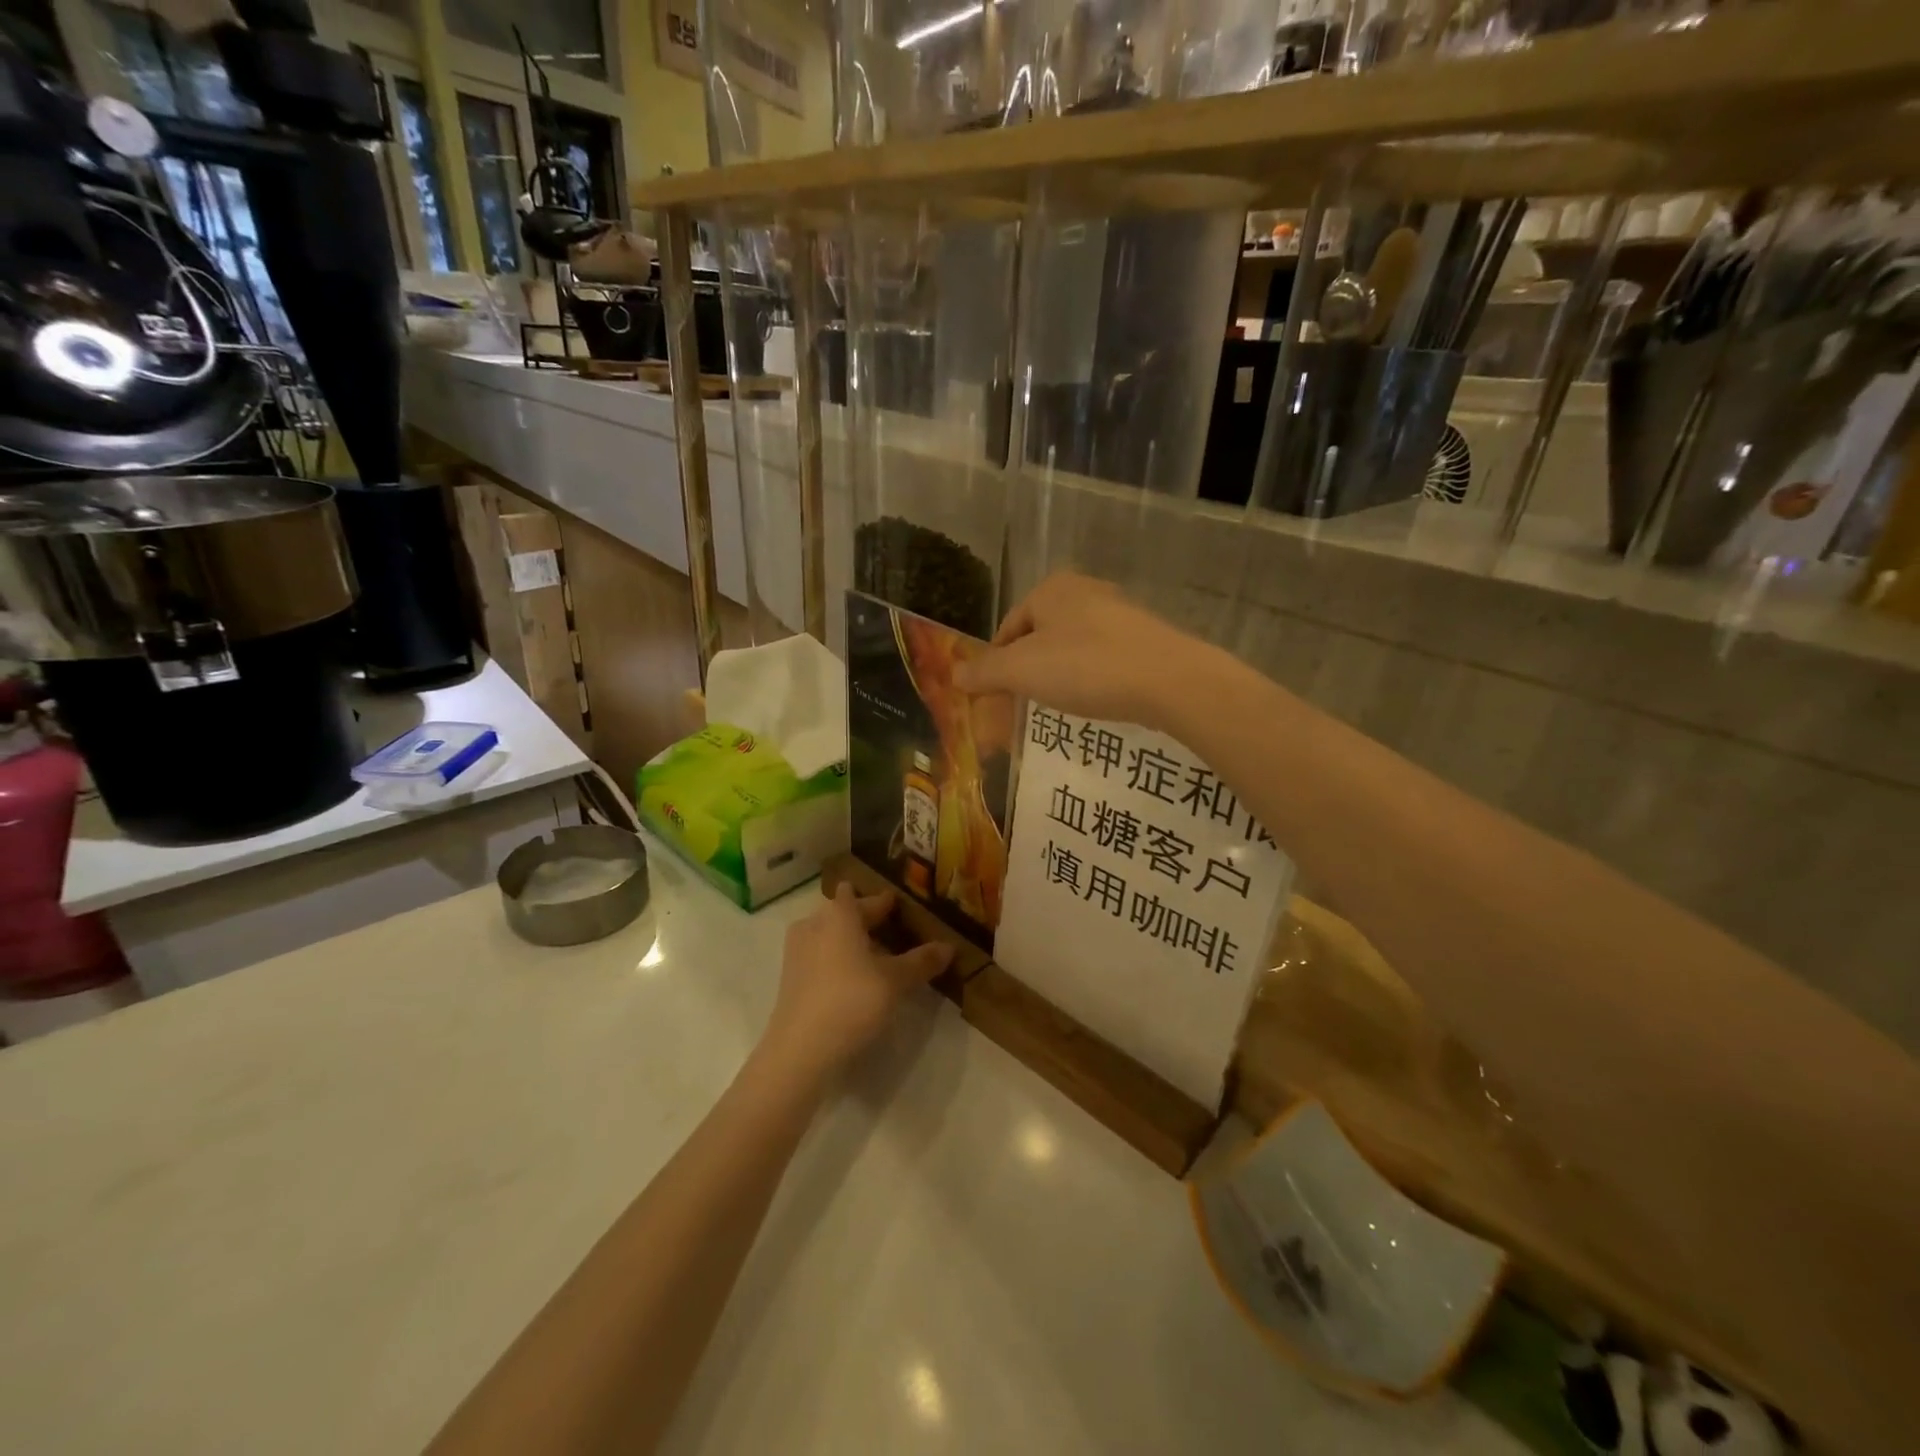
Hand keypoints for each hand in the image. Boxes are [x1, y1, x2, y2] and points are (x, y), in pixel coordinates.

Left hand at [759, 886, 951, 1085]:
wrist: (800, 1050)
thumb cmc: (851, 1001)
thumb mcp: (895, 981)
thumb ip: (921, 961)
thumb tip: (949, 947)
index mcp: (839, 914)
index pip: (862, 896)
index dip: (883, 901)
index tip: (901, 908)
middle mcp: (814, 923)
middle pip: (844, 914)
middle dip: (868, 921)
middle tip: (896, 933)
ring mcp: (797, 950)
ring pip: (830, 936)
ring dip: (852, 942)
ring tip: (879, 959)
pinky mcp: (791, 977)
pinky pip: (820, 956)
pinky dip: (838, 961)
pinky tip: (856, 980)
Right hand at [952, 573, 1216, 730]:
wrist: (1170, 681)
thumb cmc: (1086, 667)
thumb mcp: (1023, 671)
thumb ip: (985, 672)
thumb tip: (955, 675)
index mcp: (1050, 589)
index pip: (1007, 630)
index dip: (995, 667)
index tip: (995, 700)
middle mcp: (1084, 591)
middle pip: (1037, 639)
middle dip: (1026, 675)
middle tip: (1022, 708)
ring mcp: (1118, 612)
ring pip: (1069, 649)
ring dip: (1056, 678)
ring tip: (1057, 707)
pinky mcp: (1144, 638)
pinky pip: (1101, 658)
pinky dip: (1089, 679)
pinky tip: (1095, 700)